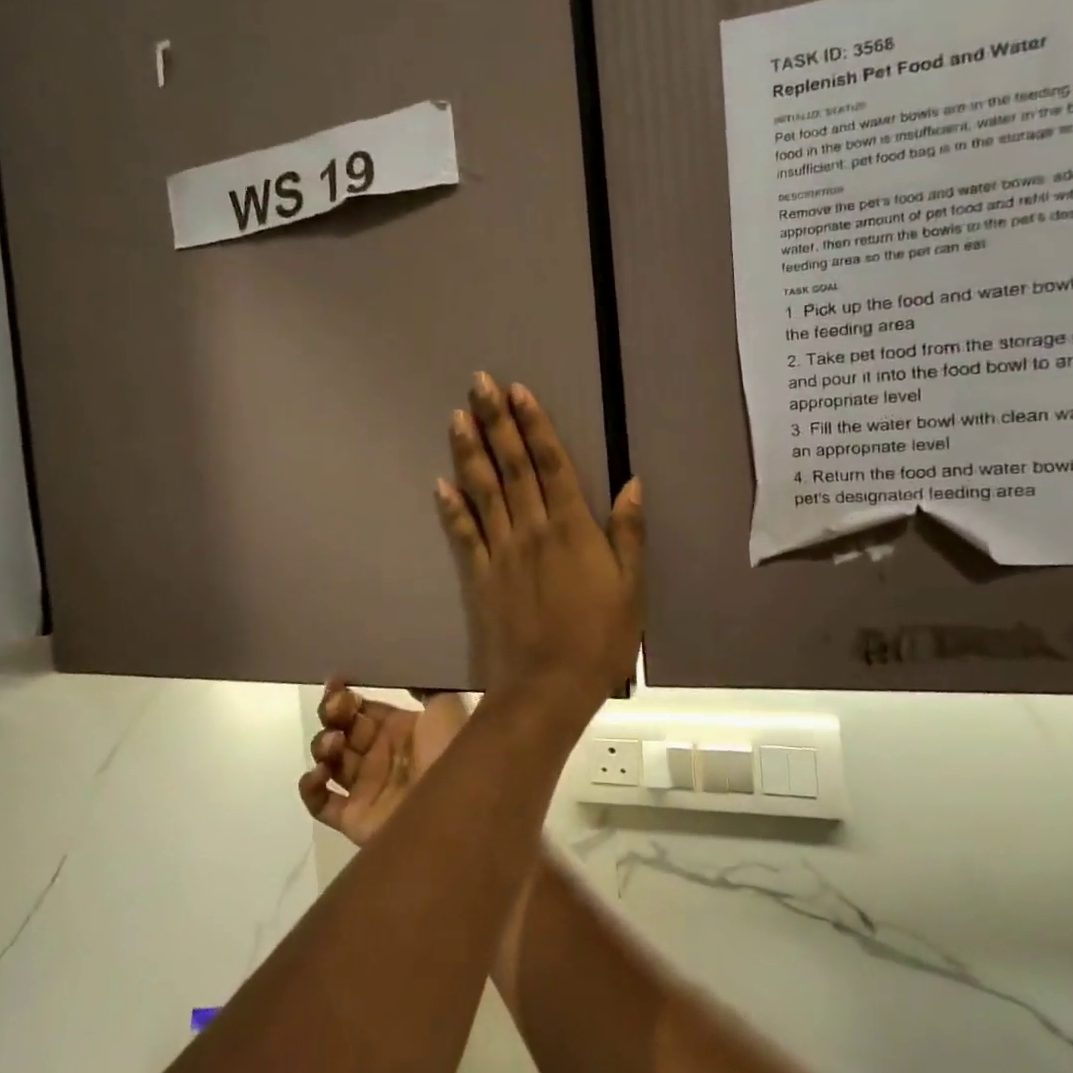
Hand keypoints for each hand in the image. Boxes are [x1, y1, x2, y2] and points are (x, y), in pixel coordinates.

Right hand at [298, 680, 470, 845]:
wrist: (459, 806)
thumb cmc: (453, 749)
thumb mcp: (447, 705)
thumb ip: (424, 685)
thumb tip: (403, 667)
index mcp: (400, 728)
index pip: (363, 708)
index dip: (346, 695)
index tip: (336, 683)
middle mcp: (380, 755)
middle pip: (342, 729)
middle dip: (332, 714)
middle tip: (336, 708)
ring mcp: (366, 787)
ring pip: (329, 760)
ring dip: (323, 745)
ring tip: (335, 742)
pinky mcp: (354, 818)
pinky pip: (319, 804)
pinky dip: (311, 788)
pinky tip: (320, 773)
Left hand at [436, 373, 643, 706]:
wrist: (547, 690)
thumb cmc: (599, 641)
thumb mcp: (631, 589)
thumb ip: (629, 534)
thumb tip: (633, 484)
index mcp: (572, 529)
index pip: (550, 464)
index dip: (534, 425)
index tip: (517, 391)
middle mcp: (532, 530)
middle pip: (512, 466)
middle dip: (496, 422)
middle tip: (478, 383)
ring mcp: (501, 551)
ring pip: (483, 491)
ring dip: (470, 451)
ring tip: (457, 416)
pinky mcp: (479, 576)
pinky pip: (463, 534)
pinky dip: (451, 507)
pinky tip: (440, 482)